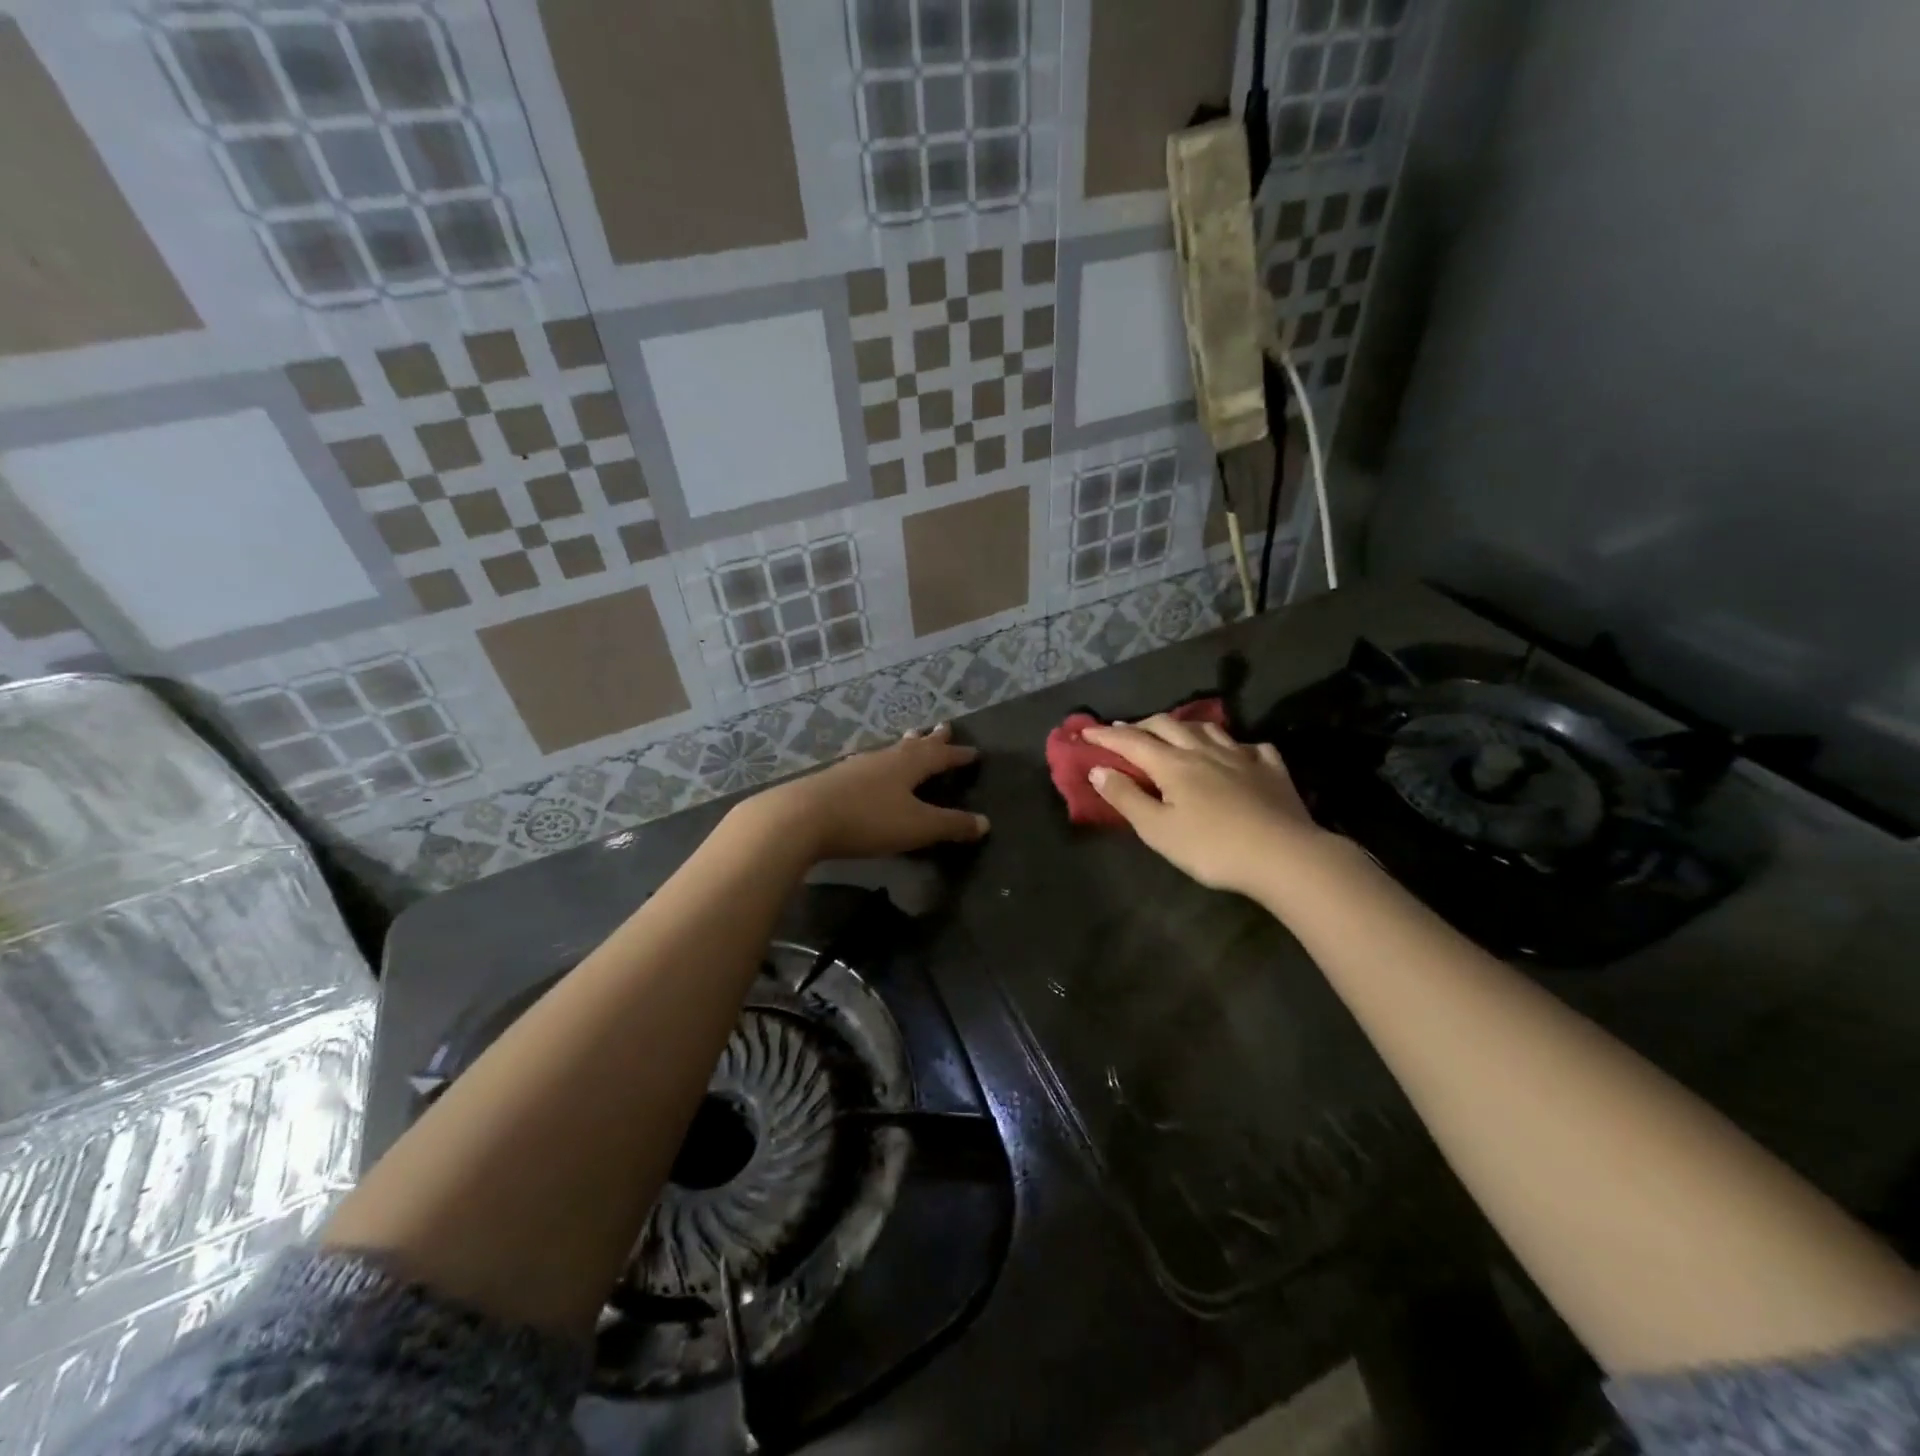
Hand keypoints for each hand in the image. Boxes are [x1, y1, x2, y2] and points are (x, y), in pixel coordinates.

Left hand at [739, 724, 989, 861]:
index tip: (973, 752)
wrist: (802, 817)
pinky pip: (867, 765)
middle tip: (944, 726)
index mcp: (908, 765)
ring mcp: (856, 767)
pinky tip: (869, 766)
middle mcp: (884, 759)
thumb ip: (951, 825)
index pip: (940, 756)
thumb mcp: (917, 827)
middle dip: (932, 739)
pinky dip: (879, 763)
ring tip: (911, 737)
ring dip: (904, 746)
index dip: (957, 755)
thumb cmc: (868, 820)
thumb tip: (985, 823)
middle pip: (914, 745)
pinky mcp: (835, 780)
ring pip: (888, 751)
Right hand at [1081, 716, 1336, 896]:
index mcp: (1173, 764)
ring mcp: (1242, 756)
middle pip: (1167, 726)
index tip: (1086, 732)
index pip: (1131, 741)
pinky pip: (1251, 747)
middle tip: (1125, 732)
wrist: (1284, 856)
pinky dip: (1235, 746)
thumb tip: (1098, 769)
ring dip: (1184, 726)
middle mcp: (1204, 751)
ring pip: (1208, 729)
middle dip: (1141, 725)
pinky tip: (1237, 753)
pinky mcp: (1271, 770)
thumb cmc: (1212, 847)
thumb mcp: (1158, 830)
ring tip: (1174, 733)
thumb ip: (1126, 798)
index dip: (1106, 735)